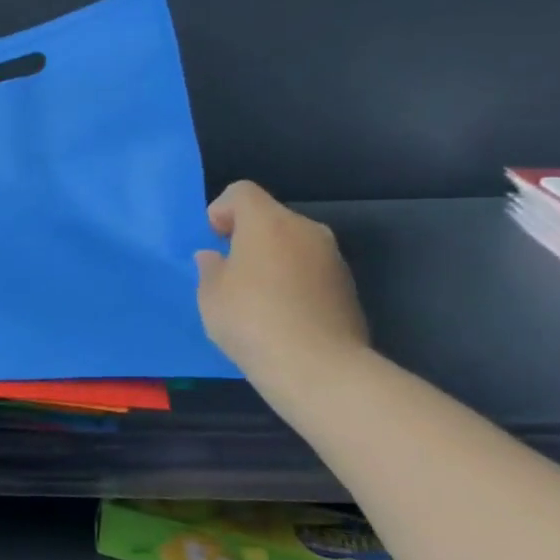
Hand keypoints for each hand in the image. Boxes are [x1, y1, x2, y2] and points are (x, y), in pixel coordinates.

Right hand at [193, 181, 368, 377]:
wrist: (318, 367)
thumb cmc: (251, 319)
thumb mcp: (210, 294)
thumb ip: (210, 268)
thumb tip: (215, 258)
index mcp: (268, 222)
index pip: (242, 192)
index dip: (222, 210)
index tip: (215, 240)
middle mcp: (306, 230)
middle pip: (271, 218)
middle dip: (249, 237)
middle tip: (231, 271)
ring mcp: (333, 258)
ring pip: (294, 245)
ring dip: (274, 260)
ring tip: (256, 297)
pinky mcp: (349, 288)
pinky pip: (311, 271)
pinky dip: (295, 281)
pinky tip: (282, 314)